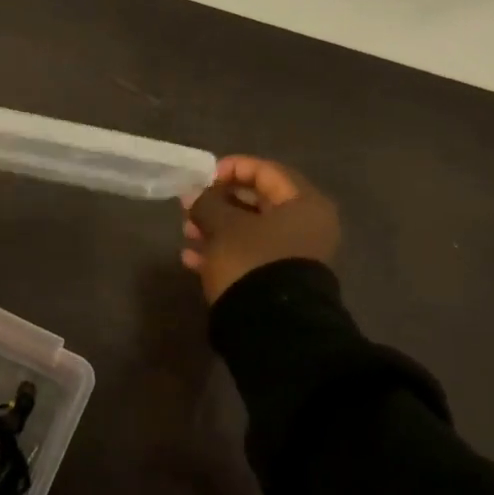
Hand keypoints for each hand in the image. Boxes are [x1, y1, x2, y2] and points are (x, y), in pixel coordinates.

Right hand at [181, 155, 340, 303]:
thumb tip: (195, 194)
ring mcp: (294, 256)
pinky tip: (192, 258)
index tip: (203, 177)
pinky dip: (223, 252)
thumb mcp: (223, 226)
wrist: (272, 326)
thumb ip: (207, 203)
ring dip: (216, 228)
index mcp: (304, 205)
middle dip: (220, 202)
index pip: (267, 172)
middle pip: (258, 202)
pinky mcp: (279, 280)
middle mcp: (306, 227)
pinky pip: (249, 256)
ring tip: (187, 233)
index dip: (233, 168)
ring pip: (250, 231)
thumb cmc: (251, 261)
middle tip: (190, 206)